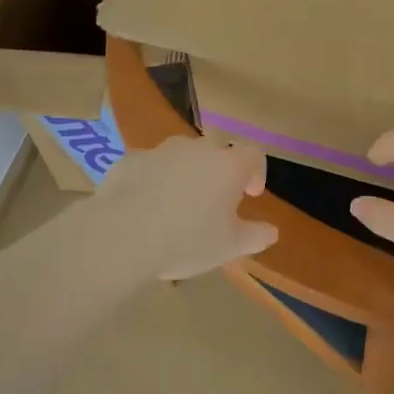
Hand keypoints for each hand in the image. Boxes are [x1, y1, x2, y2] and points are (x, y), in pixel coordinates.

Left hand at [93, 135, 278, 279]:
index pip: (254, 153)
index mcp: (227, 166)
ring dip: (184, 170)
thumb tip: (271, 232)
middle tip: (214, 195)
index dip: (257, 171)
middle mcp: (196, 149)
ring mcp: (160, 151)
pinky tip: (144, 205)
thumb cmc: (187, 240)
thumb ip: (255, 236)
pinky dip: (153, 178)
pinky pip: (149, 165)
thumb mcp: (230, 247)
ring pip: (180, 153)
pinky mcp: (130, 160)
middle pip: (216, 145)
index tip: (250, 194)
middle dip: (219, 165)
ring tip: (176, 202)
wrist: (123, 234)